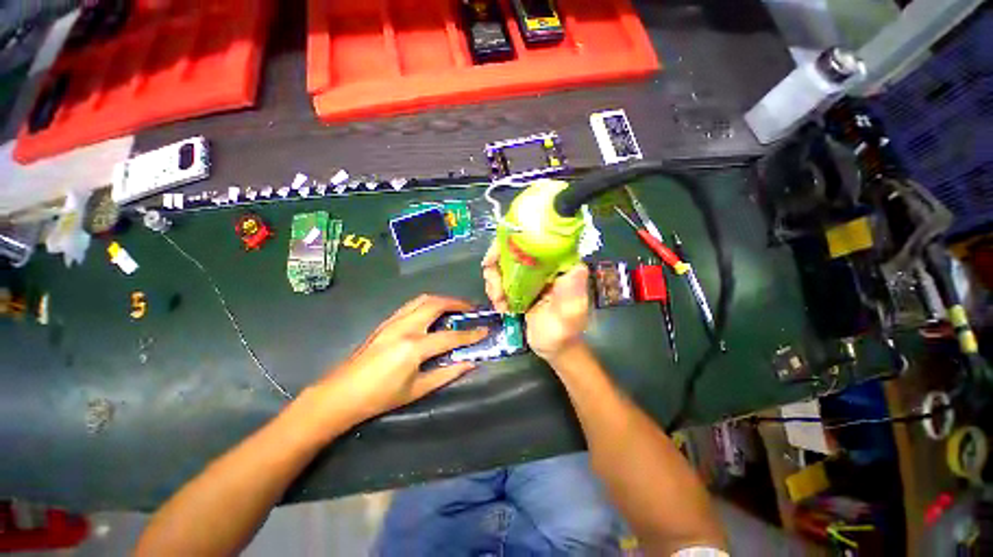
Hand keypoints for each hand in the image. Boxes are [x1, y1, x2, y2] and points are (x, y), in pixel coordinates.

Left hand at [307, 295, 487, 428]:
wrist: (341, 394)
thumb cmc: (380, 397)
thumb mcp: (417, 390)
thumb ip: (447, 374)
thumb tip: (470, 362)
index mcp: (414, 347)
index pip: (451, 336)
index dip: (471, 334)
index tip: (485, 329)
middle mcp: (405, 327)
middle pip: (437, 304)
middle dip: (457, 303)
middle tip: (471, 309)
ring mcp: (393, 321)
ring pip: (423, 299)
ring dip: (443, 300)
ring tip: (455, 307)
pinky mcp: (386, 321)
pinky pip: (412, 305)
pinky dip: (428, 303)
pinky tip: (433, 313)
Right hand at [482, 243, 589, 360]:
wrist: (553, 348)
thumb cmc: (563, 333)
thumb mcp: (570, 315)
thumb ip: (573, 294)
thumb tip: (577, 267)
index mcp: (558, 265)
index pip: (533, 240)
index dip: (508, 243)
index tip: (493, 260)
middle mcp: (544, 264)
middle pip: (511, 250)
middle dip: (496, 268)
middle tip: (495, 290)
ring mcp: (531, 274)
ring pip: (503, 264)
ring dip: (494, 282)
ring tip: (499, 301)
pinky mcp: (521, 284)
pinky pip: (501, 278)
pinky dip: (495, 289)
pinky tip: (500, 305)